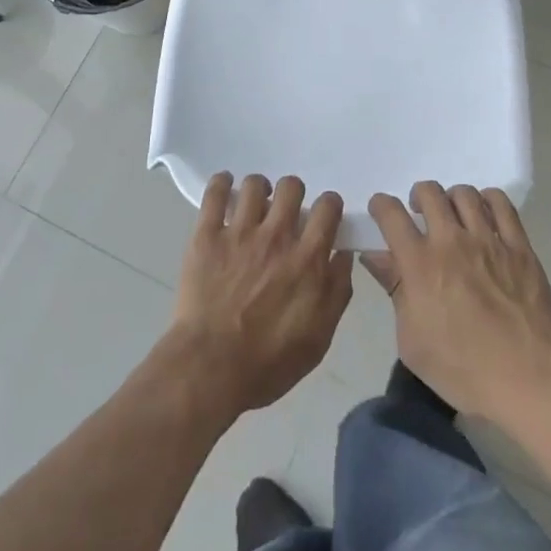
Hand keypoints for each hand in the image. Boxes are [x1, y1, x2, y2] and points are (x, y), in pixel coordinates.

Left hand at [164, 173, 352, 418]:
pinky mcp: (207, 234)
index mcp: (308, 259)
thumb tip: (343, 255)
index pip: (328, 208)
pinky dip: (221, 183)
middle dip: (293, 193)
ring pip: (255, 185)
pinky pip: (215, 193)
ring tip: (255, 202)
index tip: (323, 214)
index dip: (328, 205)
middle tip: (286, 210)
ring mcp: (240, 232)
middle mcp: (277, 236)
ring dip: (259, 188)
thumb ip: (337, 292)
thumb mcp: (319, 338)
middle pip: (291, 187)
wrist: (210, 368)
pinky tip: (224, 185)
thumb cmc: (268, 363)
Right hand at [365, 181, 550, 426]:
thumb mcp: (412, 341)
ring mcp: (488, 240)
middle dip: (418, 197)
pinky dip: (488, 200)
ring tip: (454, 217)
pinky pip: (501, 204)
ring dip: (451, 199)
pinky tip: (485, 214)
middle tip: (421, 215)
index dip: (381, 205)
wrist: (529, 380)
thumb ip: (394, 290)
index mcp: (420, 263)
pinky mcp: (519, 246)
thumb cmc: (463, 370)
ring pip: (464, 193)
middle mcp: (451, 240)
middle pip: (428, 192)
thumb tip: (375, 257)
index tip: (381, 212)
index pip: (391, 213)